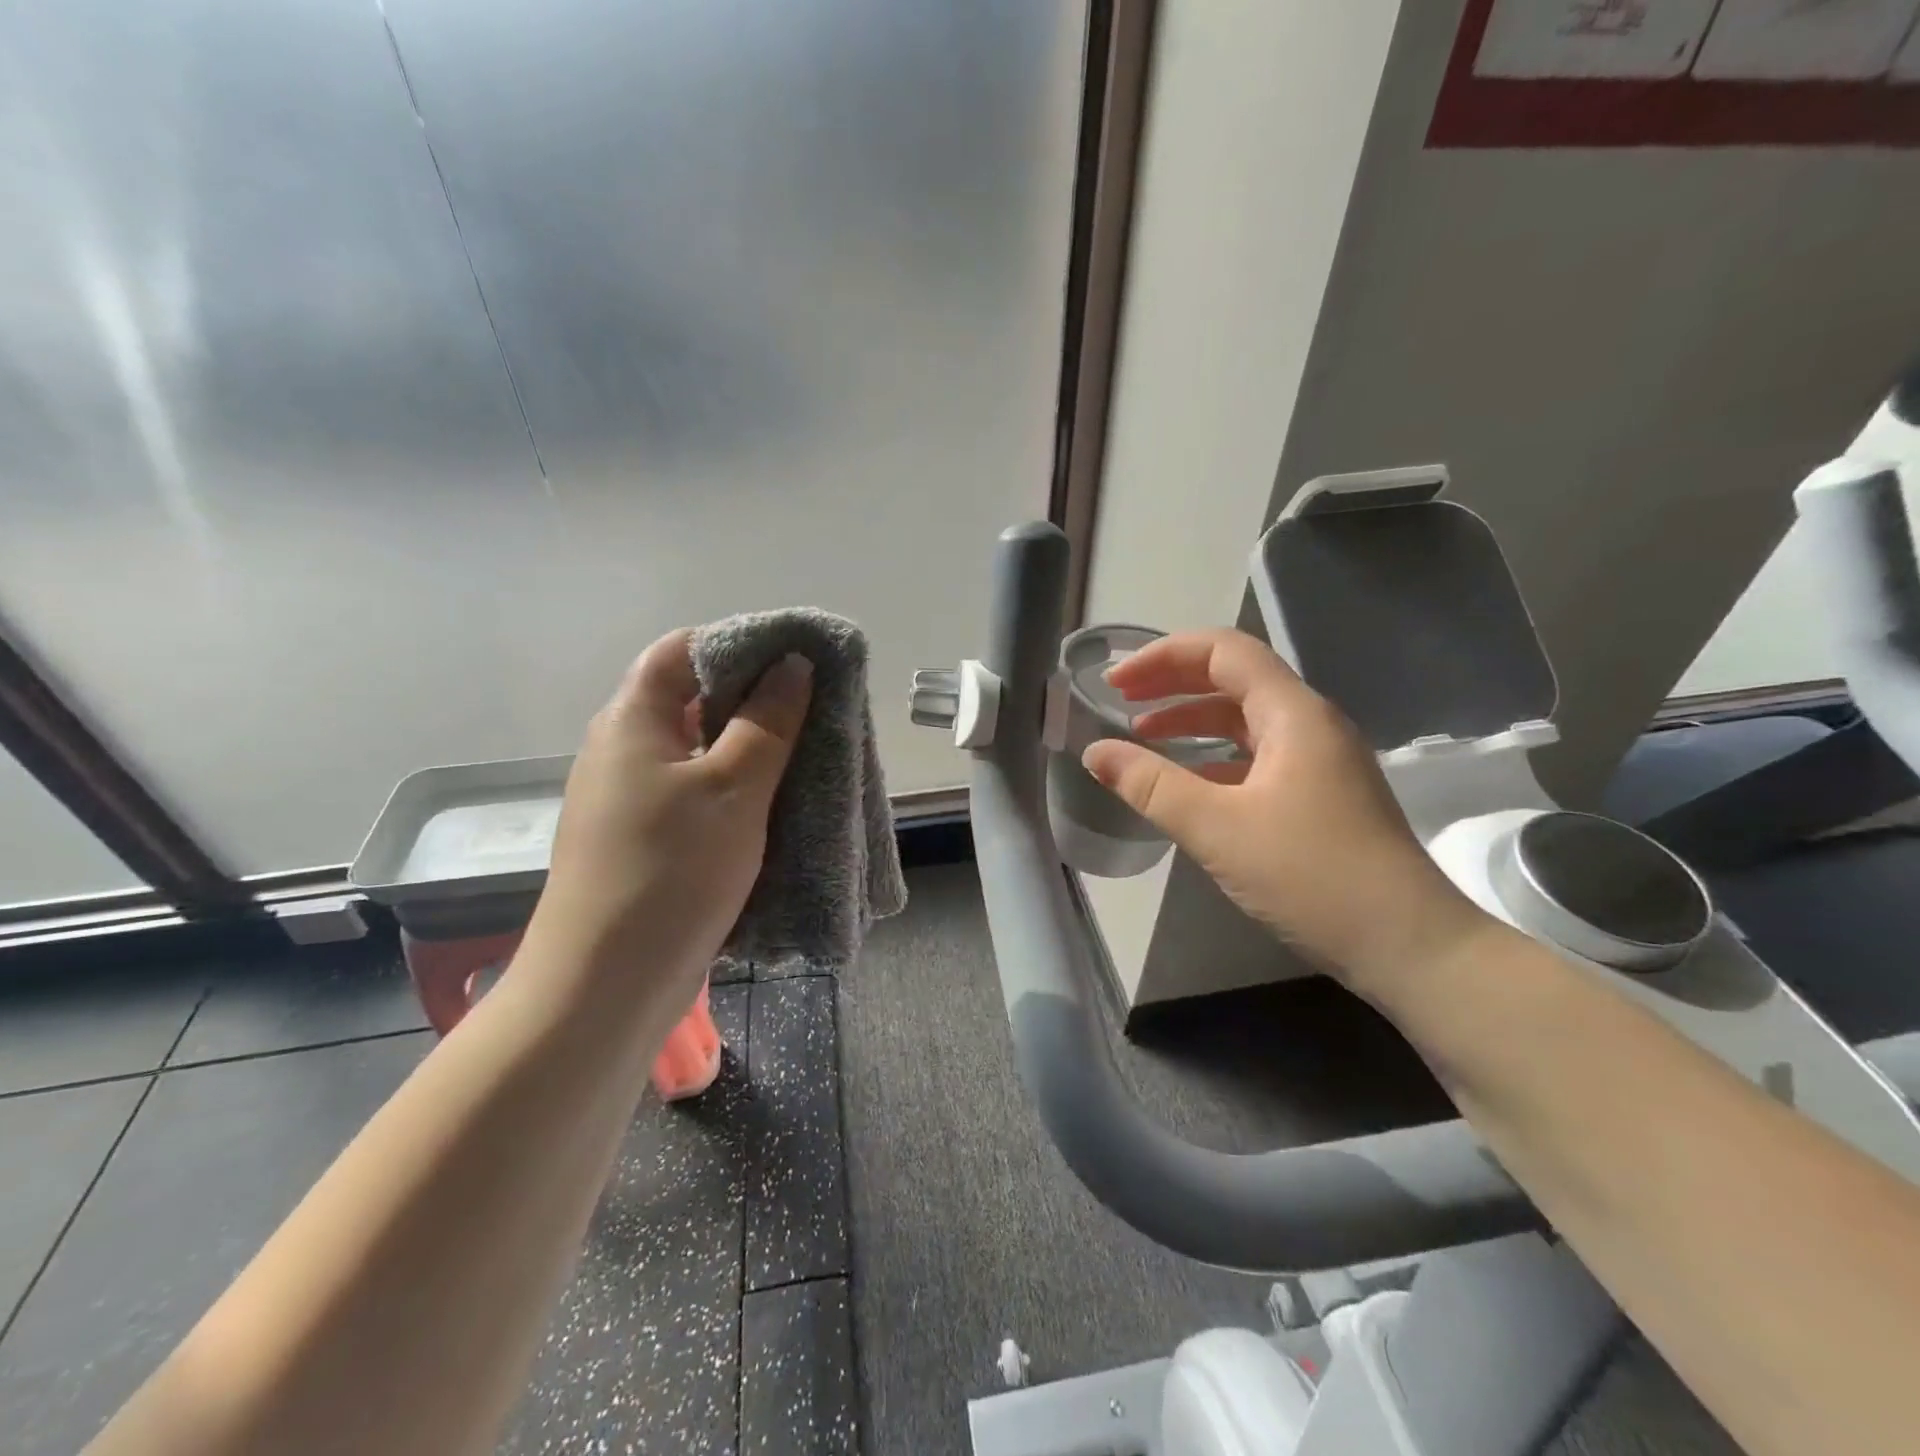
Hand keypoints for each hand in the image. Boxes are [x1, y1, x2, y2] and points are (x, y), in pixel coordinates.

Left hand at [523, 629, 811, 1025]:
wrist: (605, 987)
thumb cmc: (670, 872)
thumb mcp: (732, 788)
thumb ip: (768, 721)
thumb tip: (794, 663)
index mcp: (632, 721)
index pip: (681, 649)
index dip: (739, 643)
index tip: (797, 658)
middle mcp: (626, 750)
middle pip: (694, 699)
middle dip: (757, 698)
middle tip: (817, 708)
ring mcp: (634, 798)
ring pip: (702, 751)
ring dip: (753, 748)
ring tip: (810, 753)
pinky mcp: (649, 840)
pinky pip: (700, 794)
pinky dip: (740, 788)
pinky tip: (779, 804)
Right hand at [1081, 629, 1490, 994]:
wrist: (1410, 946)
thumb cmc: (1312, 876)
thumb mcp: (1217, 829)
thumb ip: (1151, 786)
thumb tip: (1095, 752)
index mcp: (1293, 714)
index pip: (1223, 651)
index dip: (1163, 656)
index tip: (1115, 682)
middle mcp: (1310, 724)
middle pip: (1234, 678)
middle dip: (1173, 682)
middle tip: (1120, 699)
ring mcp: (1320, 761)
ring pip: (1246, 719)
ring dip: (1192, 720)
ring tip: (1143, 735)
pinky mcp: (1321, 795)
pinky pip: (1257, 756)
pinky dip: (1215, 757)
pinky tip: (1187, 783)